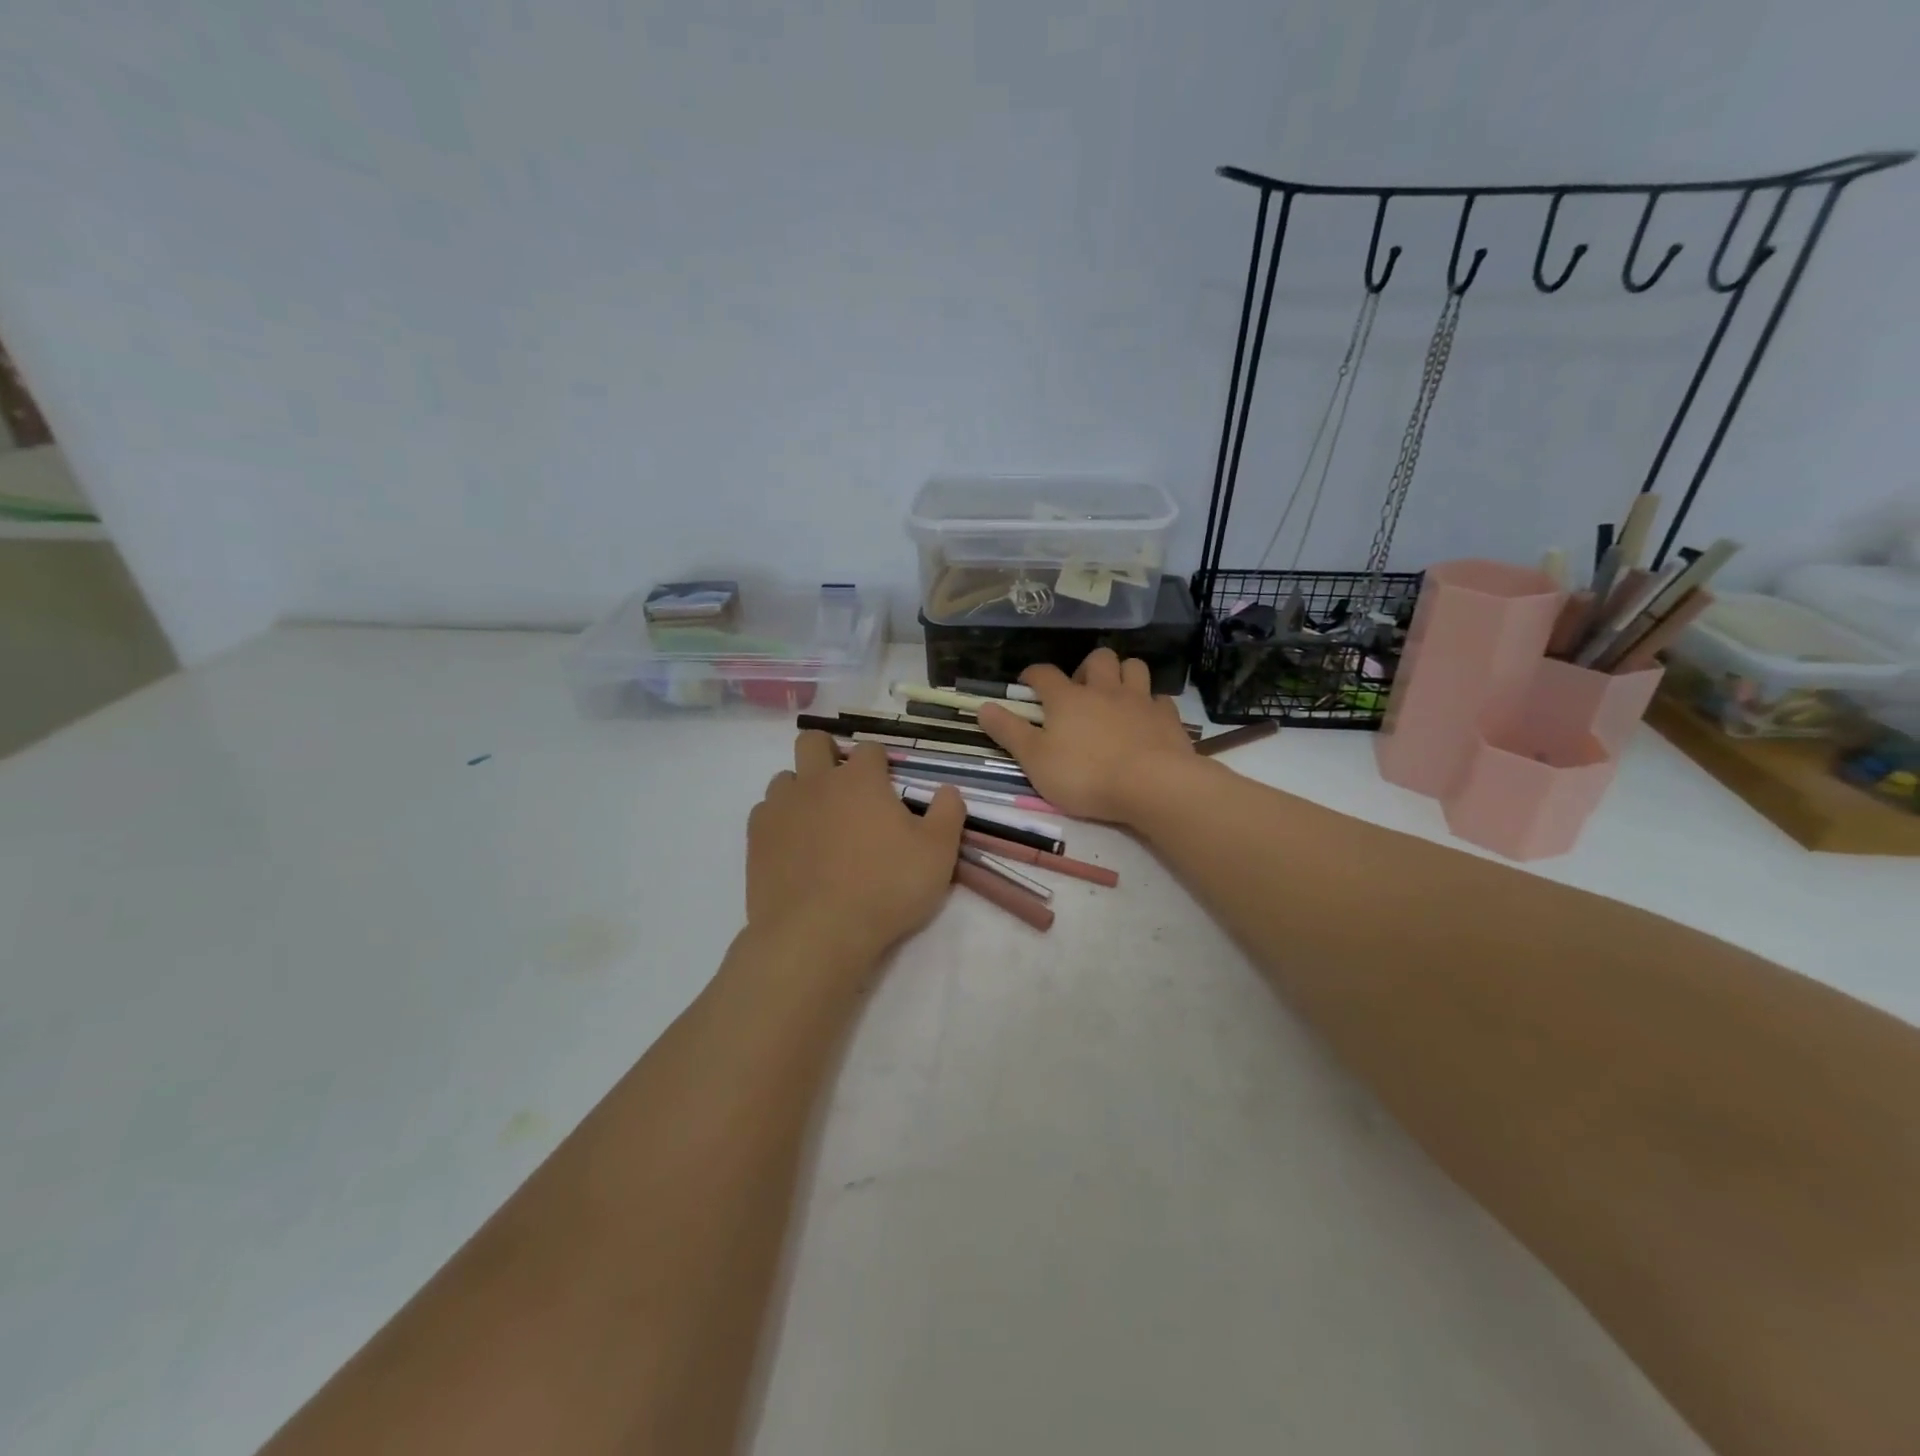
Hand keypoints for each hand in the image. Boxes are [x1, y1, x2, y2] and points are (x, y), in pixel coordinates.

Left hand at [746, 733, 965, 974]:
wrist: (816, 934)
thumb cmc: (885, 889)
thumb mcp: (937, 854)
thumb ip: (948, 814)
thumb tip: (948, 790)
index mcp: (860, 779)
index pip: (870, 749)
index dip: (880, 763)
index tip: (887, 785)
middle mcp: (816, 782)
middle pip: (813, 742)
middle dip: (828, 752)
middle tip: (845, 787)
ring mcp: (781, 808)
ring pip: (785, 777)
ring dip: (802, 789)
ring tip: (818, 821)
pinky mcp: (756, 838)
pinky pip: (765, 812)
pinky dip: (780, 820)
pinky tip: (794, 845)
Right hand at [975, 649, 1194, 824]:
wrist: (1151, 785)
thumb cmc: (1084, 775)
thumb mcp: (1034, 760)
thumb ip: (1009, 732)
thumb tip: (983, 706)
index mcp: (1067, 699)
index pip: (1044, 674)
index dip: (1033, 675)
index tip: (1027, 683)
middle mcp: (1104, 690)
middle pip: (1098, 659)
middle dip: (1087, 668)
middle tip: (1081, 691)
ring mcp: (1139, 701)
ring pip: (1134, 668)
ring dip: (1123, 675)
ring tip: (1116, 695)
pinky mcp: (1168, 718)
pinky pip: (1160, 699)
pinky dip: (1151, 704)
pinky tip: (1147, 718)